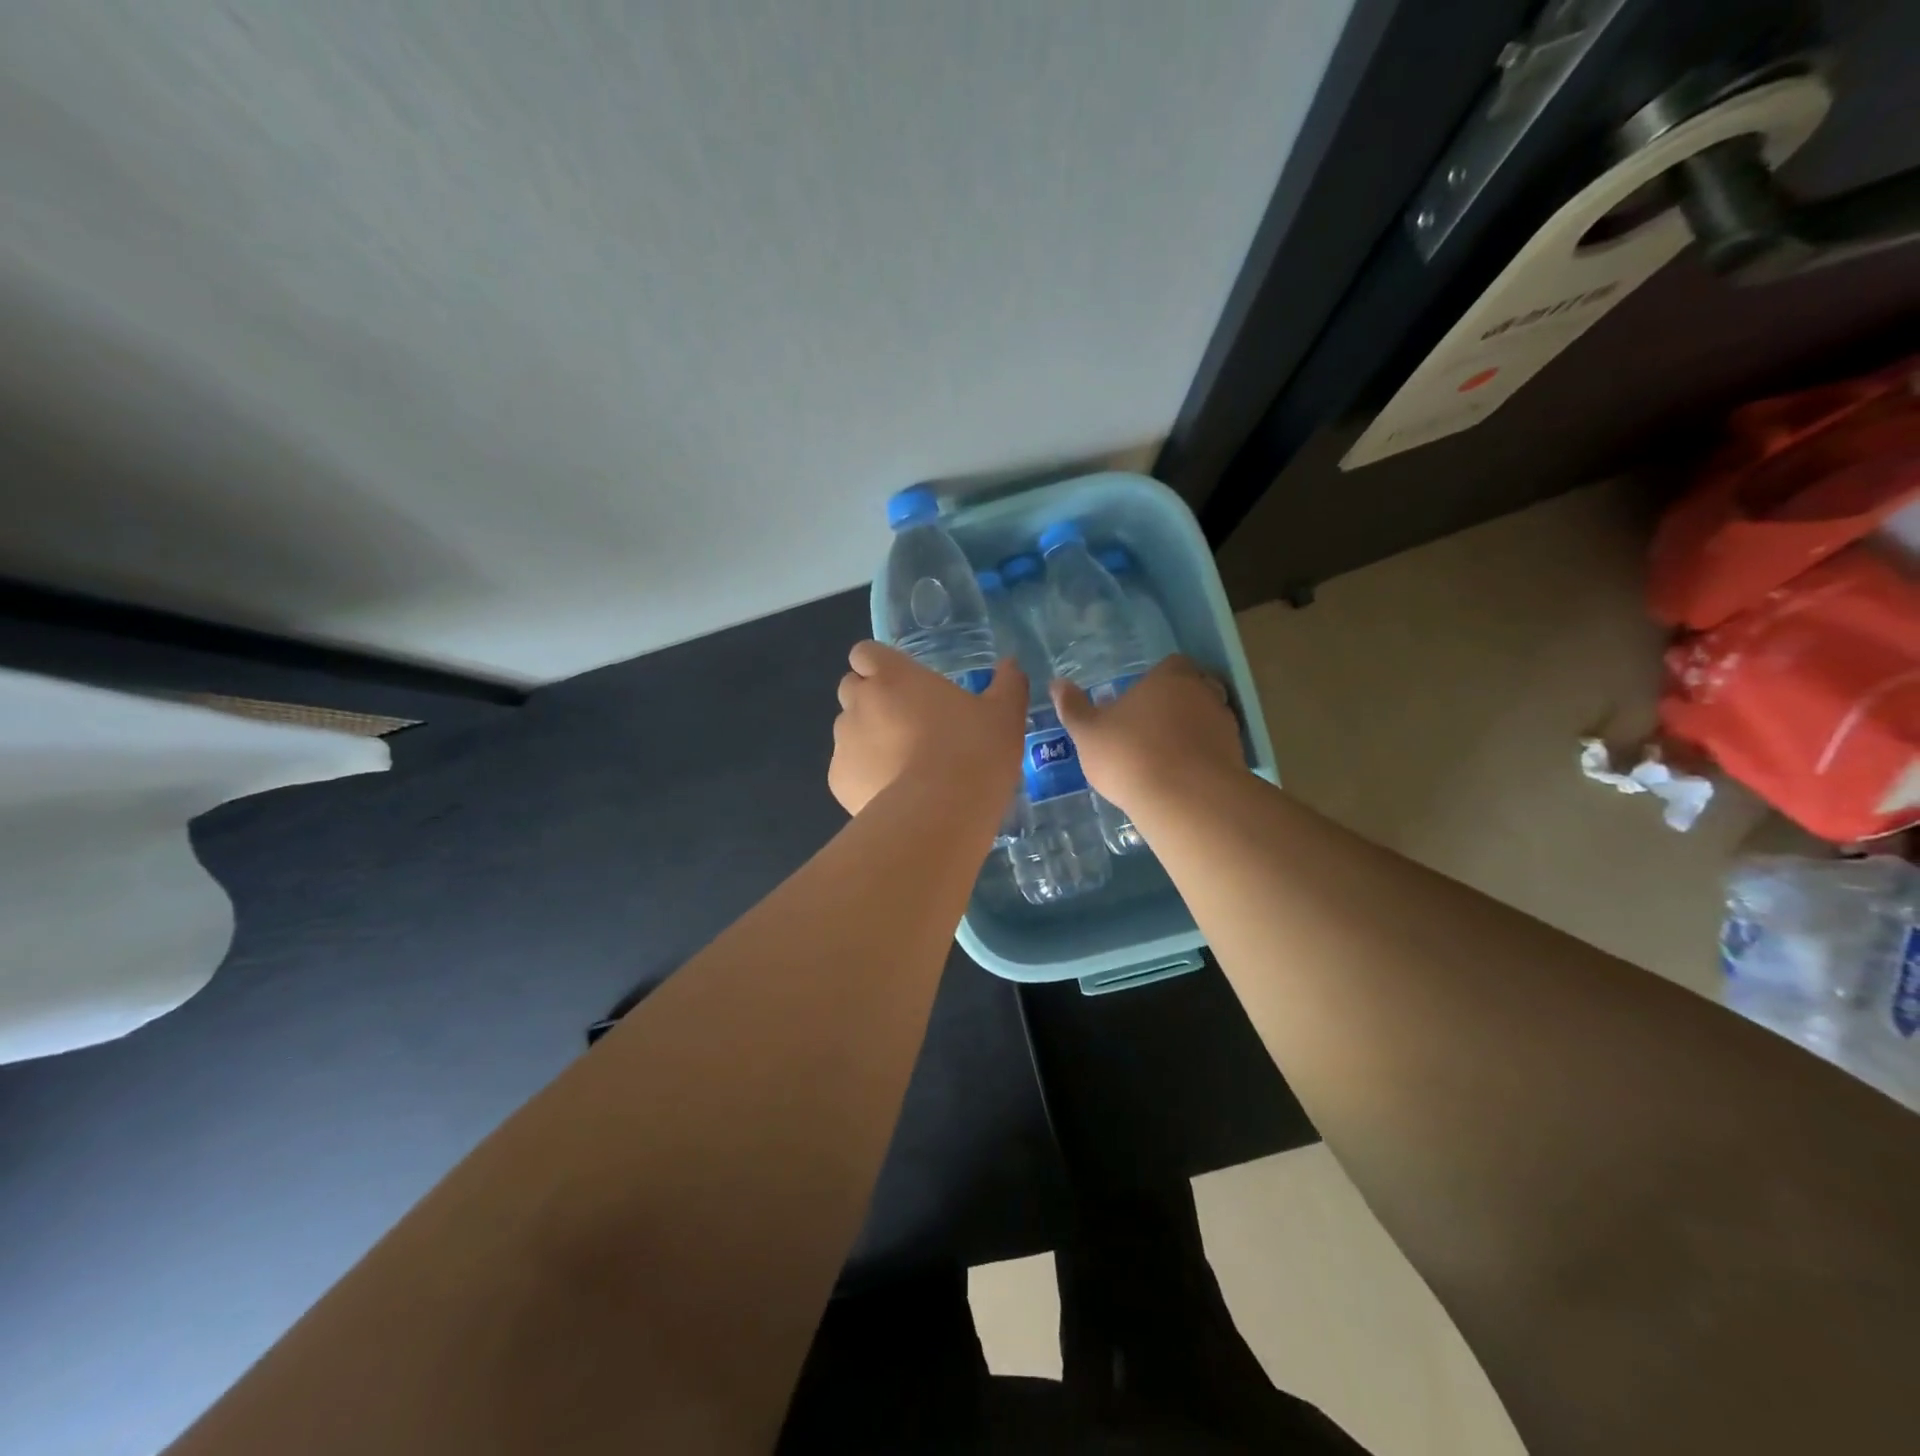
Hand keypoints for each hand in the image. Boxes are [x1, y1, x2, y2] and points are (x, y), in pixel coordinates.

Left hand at [830, 641, 1027, 815]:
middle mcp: (859, 702)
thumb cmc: (972, 752)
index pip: (865, 652)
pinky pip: (848, 770)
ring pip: (847, 730)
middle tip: (906, 721)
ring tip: (902, 763)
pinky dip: (864, 776)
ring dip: (867, 737)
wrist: (939, 814)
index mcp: (893, 676)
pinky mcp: (838, 781)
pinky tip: (894, 794)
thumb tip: (1011, 665)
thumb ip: (1007, 685)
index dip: (879, 664)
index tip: (902, 681)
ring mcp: (844, 743)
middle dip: (870, 698)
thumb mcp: (1005, 716)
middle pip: (851, 688)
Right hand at [1051, 655, 1244, 815]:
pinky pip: (1218, 751)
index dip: (1158, 680)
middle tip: (1154, 727)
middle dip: (1179, 704)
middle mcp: (1203, 693)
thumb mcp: (1088, 733)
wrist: (1184, 798)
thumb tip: (1057, 683)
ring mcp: (1225, 726)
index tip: (1141, 699)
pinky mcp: (1238, 758)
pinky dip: (1204, 759)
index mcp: (1170, 678)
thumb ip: (1073, 708)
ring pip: (1209, 720)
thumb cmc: (1130, 755)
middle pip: (1196, 688)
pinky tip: (1183, 779)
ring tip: (1168, 757)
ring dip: (1194, 732)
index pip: (1172, 664)